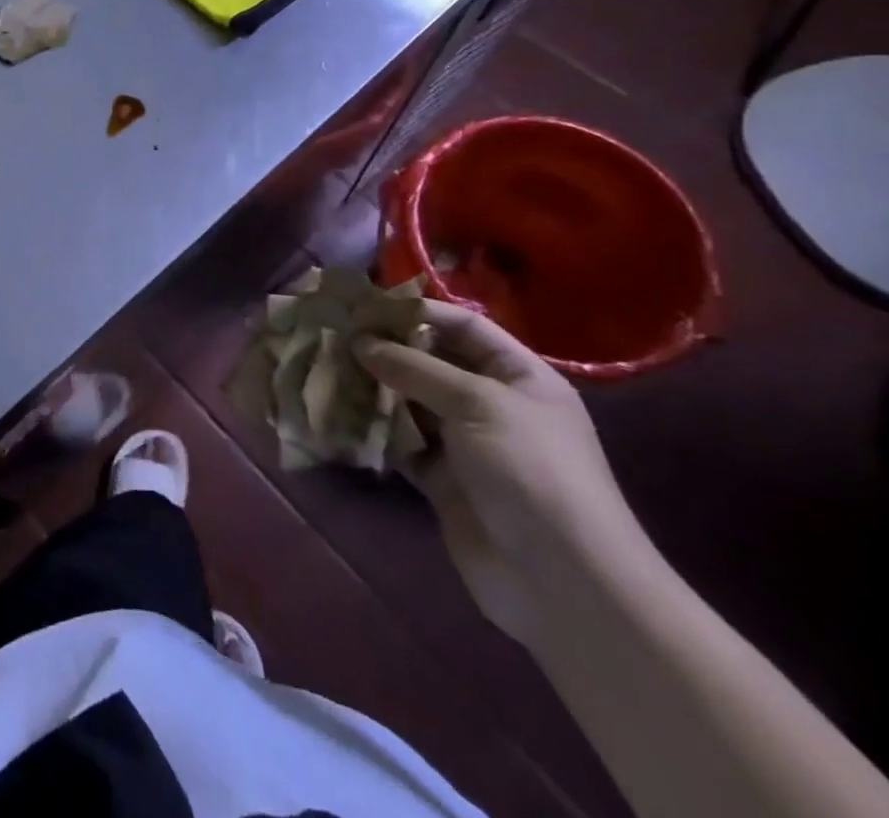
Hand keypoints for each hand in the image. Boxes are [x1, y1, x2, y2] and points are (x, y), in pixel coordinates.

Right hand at [356, 301, 647, 644]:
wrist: (562, 582)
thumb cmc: (531, 472)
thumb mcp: (477, 404)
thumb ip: (415, 368)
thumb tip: (360, 341)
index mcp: (519, 378)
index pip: (465, 327)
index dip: (418, 311)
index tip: (365, 305)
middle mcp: (492, 404)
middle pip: (432, 362)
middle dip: (386, 348)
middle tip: (334, 334)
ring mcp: (465, 444)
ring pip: (409, 401)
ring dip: (373, 387)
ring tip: (327, 367)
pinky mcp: (440, 479)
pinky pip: (400, 442)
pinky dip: (373, 429)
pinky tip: (338, 412)